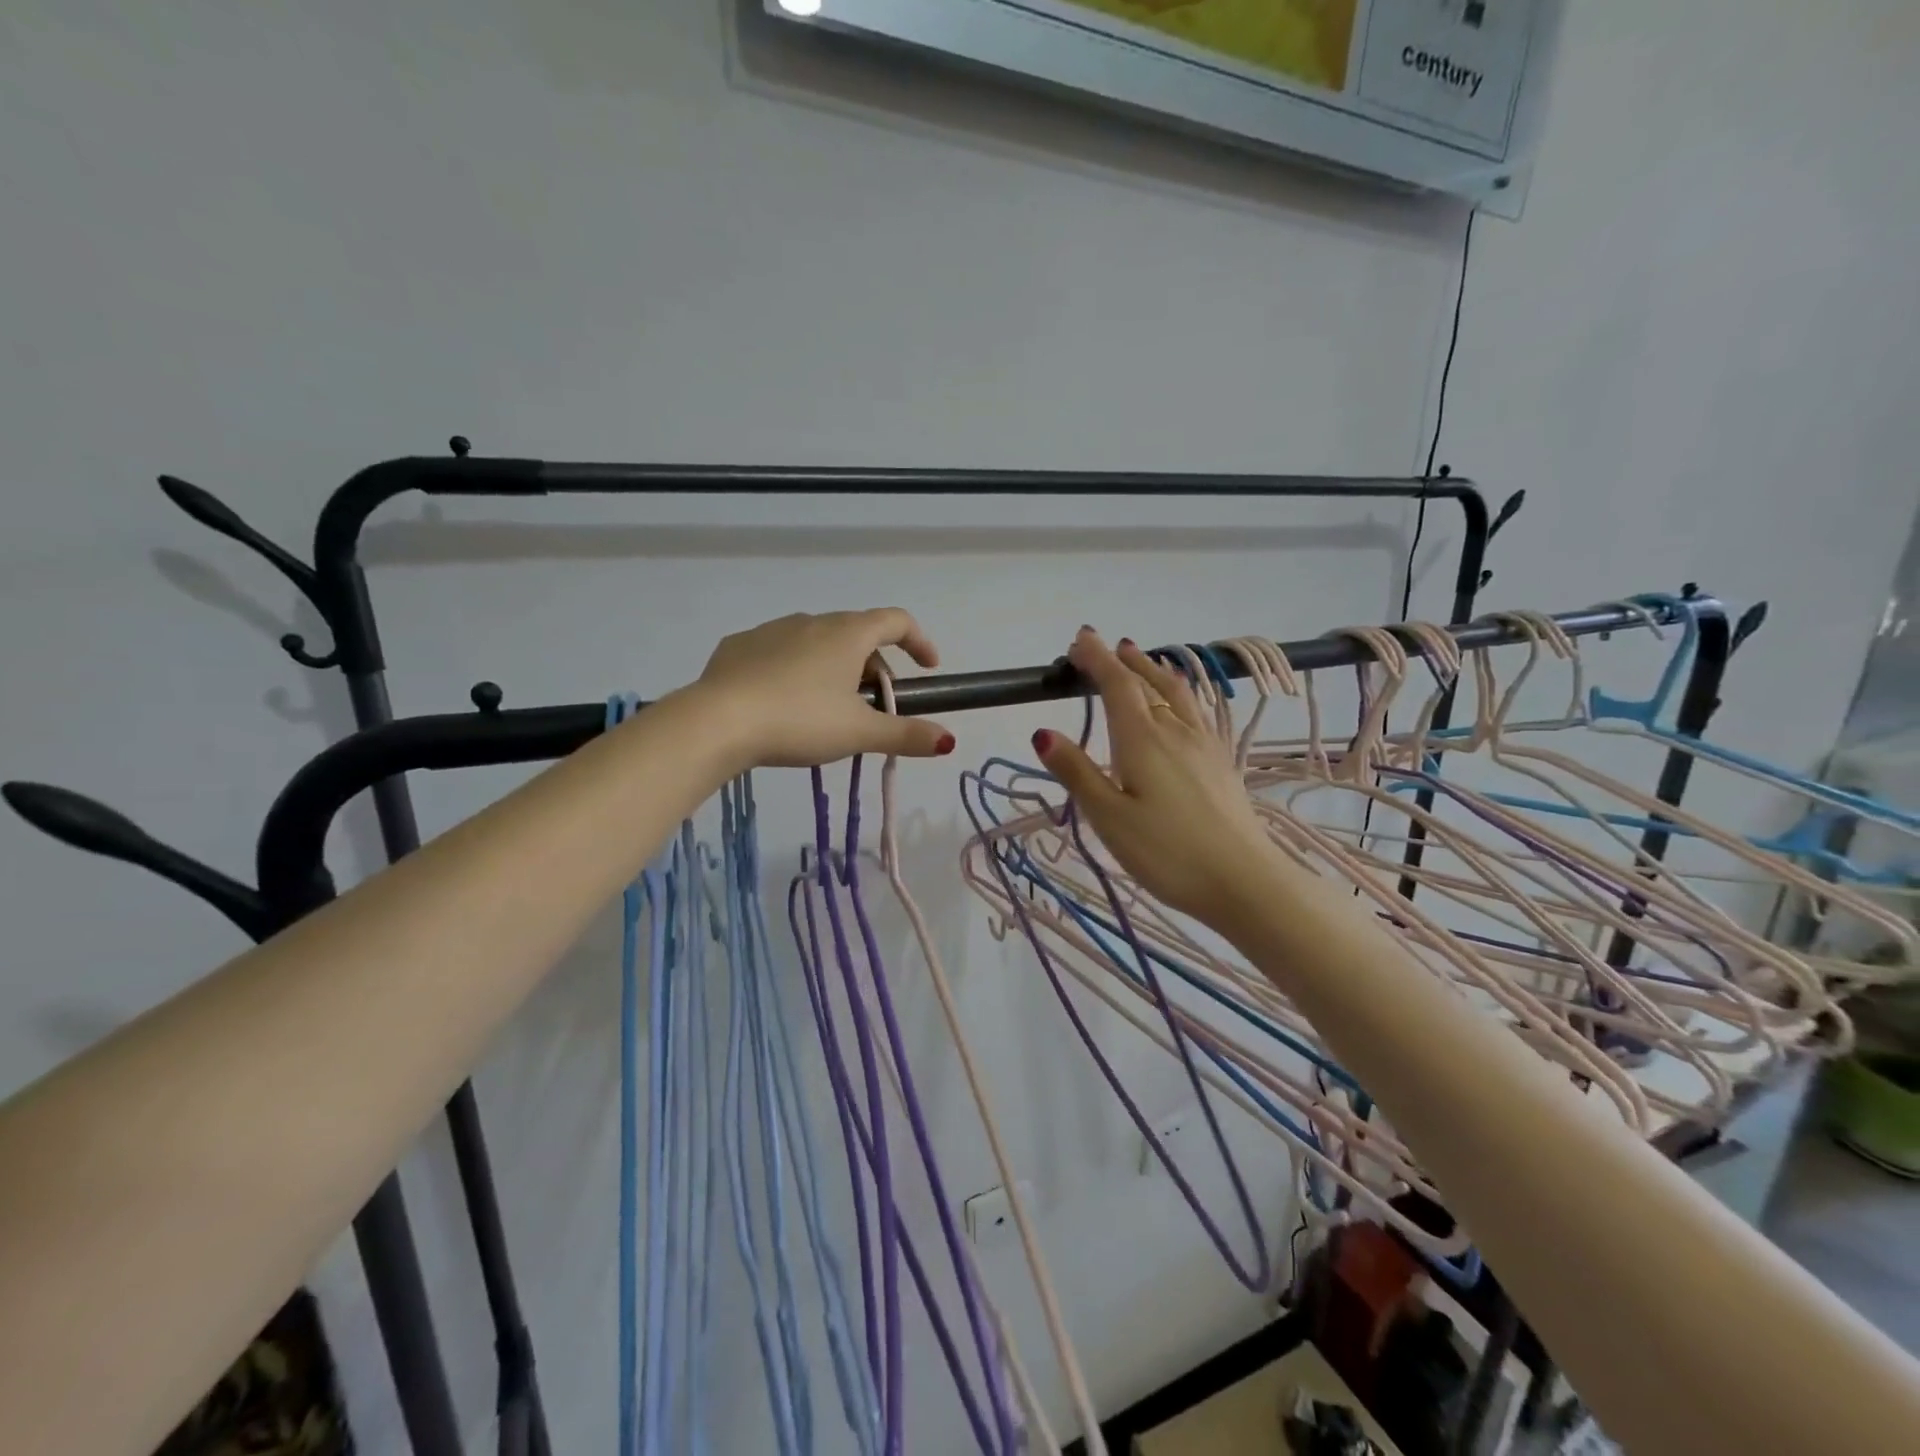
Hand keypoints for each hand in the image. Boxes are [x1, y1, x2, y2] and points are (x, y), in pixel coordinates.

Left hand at [691, 609, 955, 768]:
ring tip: (829, 709)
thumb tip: (947, 741)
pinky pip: (780, 652)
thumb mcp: (859, 734)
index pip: (897, 621)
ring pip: (817, 643)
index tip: (928, 667)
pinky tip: (784, 701)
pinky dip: (795, 670)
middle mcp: (812, 620)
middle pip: (858, 636)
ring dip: (835, 668)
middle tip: (875, 708)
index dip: (919, 641)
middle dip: (875, 668)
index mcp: (848, 634)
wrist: (718, 721)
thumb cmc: (800, 721)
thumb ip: (906, 735)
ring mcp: (772, 630)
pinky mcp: (739, 646)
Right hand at [1034, 628, 1280, 925]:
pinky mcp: (1220, 762)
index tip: (1079, 639)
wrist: (1245, 881)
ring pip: (1176, 693)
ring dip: (1153, 670)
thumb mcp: (1109, 818)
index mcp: (1142, 739)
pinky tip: (1180, 705)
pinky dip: (1177, 692)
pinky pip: (1194, 710)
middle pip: (1146, 683)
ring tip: (1140, 658)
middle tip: (1100, 646)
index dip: (1096, 659)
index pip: (1116, 685)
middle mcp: (1174, 731)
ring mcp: (1203, 744)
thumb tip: (1042, 732)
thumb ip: (1077, 772)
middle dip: (1120, 661)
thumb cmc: (1168, 853)